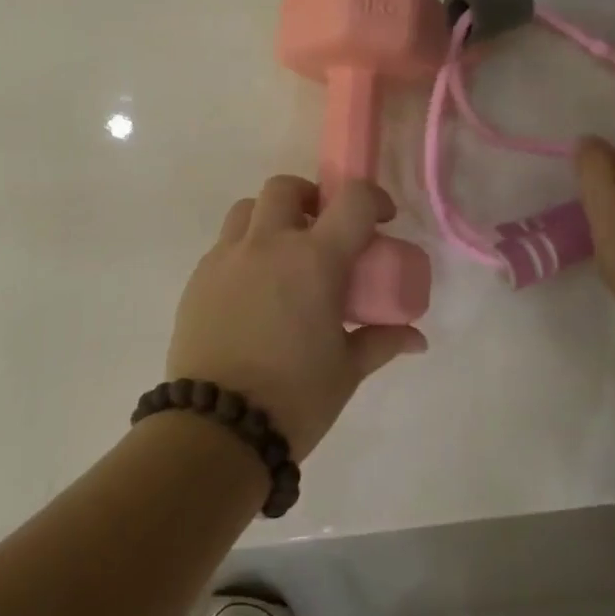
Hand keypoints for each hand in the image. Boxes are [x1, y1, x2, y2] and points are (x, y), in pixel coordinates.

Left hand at [166, 176, 427, 459]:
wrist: (218, 428)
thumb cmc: (295, 397)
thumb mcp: (347, 369)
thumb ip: (382, 341)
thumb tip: (416, 339)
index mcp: (314, 259)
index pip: (351, 200)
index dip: (372, 199)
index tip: (380, 219)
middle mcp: (268, 245)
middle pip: (285, 187)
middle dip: (310, 198)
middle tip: (322, 230)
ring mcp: (226, 258)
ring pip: (247, 210)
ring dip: (270, 219)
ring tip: (283, 255)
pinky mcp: (198, 279)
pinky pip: (224, 246)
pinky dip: (244, 251)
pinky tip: (253, 291)